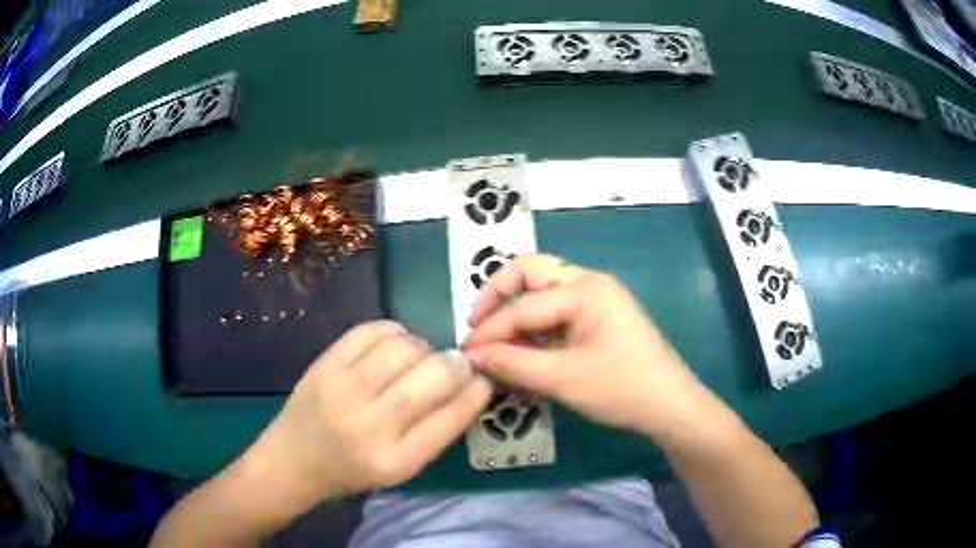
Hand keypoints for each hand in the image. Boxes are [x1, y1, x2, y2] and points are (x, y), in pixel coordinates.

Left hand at [241, 321, 490, 509]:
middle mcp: (370, 426)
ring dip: (424, 347)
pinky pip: (370, 331)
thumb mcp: (400, 468)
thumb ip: (435, 431)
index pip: (451, 418)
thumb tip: (470, 386)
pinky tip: (396, 343)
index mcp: (395, 460)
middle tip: (458, 363)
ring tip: (422, 357)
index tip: (483, 380)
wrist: (294, 459)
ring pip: (403, 348)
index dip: (476, 392)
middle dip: (456, 364)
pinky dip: (394, 331)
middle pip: (431, 377)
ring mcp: (342, 390)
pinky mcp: (324, 365)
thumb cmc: (352, 470)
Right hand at [462, 254, 715, 438]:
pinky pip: (557, 310)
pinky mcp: (599, 316)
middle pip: (531, 274)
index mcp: (585, 289)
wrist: (670, 405)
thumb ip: (513, 364)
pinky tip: (524, 349)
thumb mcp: (563, 379)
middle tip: (478, 327)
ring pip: (543, 291)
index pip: (523, 305)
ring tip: (497, 344)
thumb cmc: (621, 389)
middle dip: (498, 296)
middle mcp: (590, 282)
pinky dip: (535, 326)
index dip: (490, 330)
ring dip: (516, 312)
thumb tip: (472, 355)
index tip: (466, 352)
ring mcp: (597, 298)